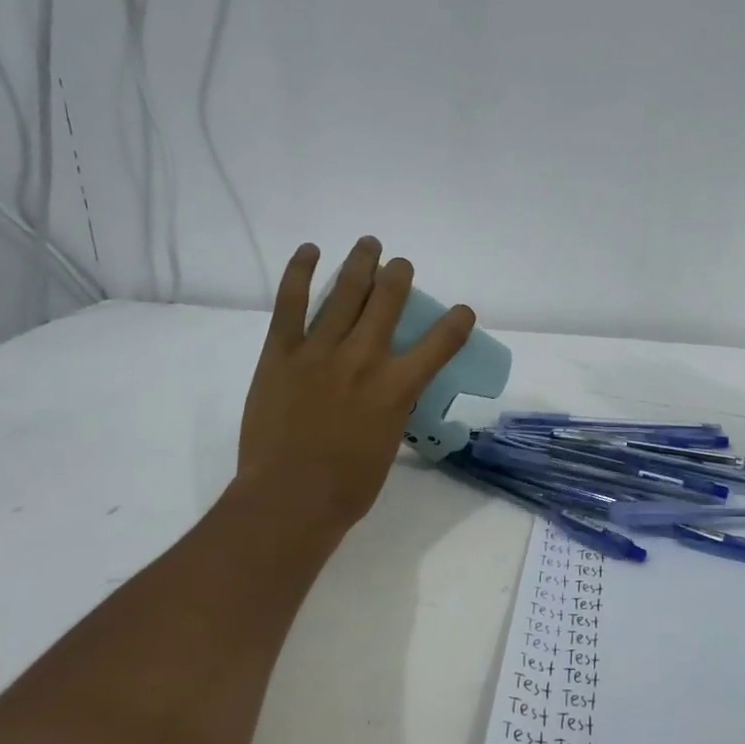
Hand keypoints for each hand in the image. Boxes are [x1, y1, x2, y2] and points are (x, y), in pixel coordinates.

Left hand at [235, 238, 475, 539]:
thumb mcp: (389, 444)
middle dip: (399, 275)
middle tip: (401, 266)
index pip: (441, 343)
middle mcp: (364, 359)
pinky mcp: (282, 353)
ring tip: (369, 244)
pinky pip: (290, 304)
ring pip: (346, 293)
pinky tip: (311, 251)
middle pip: (388, 300)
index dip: (457, 321)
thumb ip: (392, 408)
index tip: (462, 312)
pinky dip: (300, 273)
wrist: (290, 499)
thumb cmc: (347, 486)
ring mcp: (320, 351)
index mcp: (397, 387)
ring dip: (361, 263)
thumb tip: (388, 392)